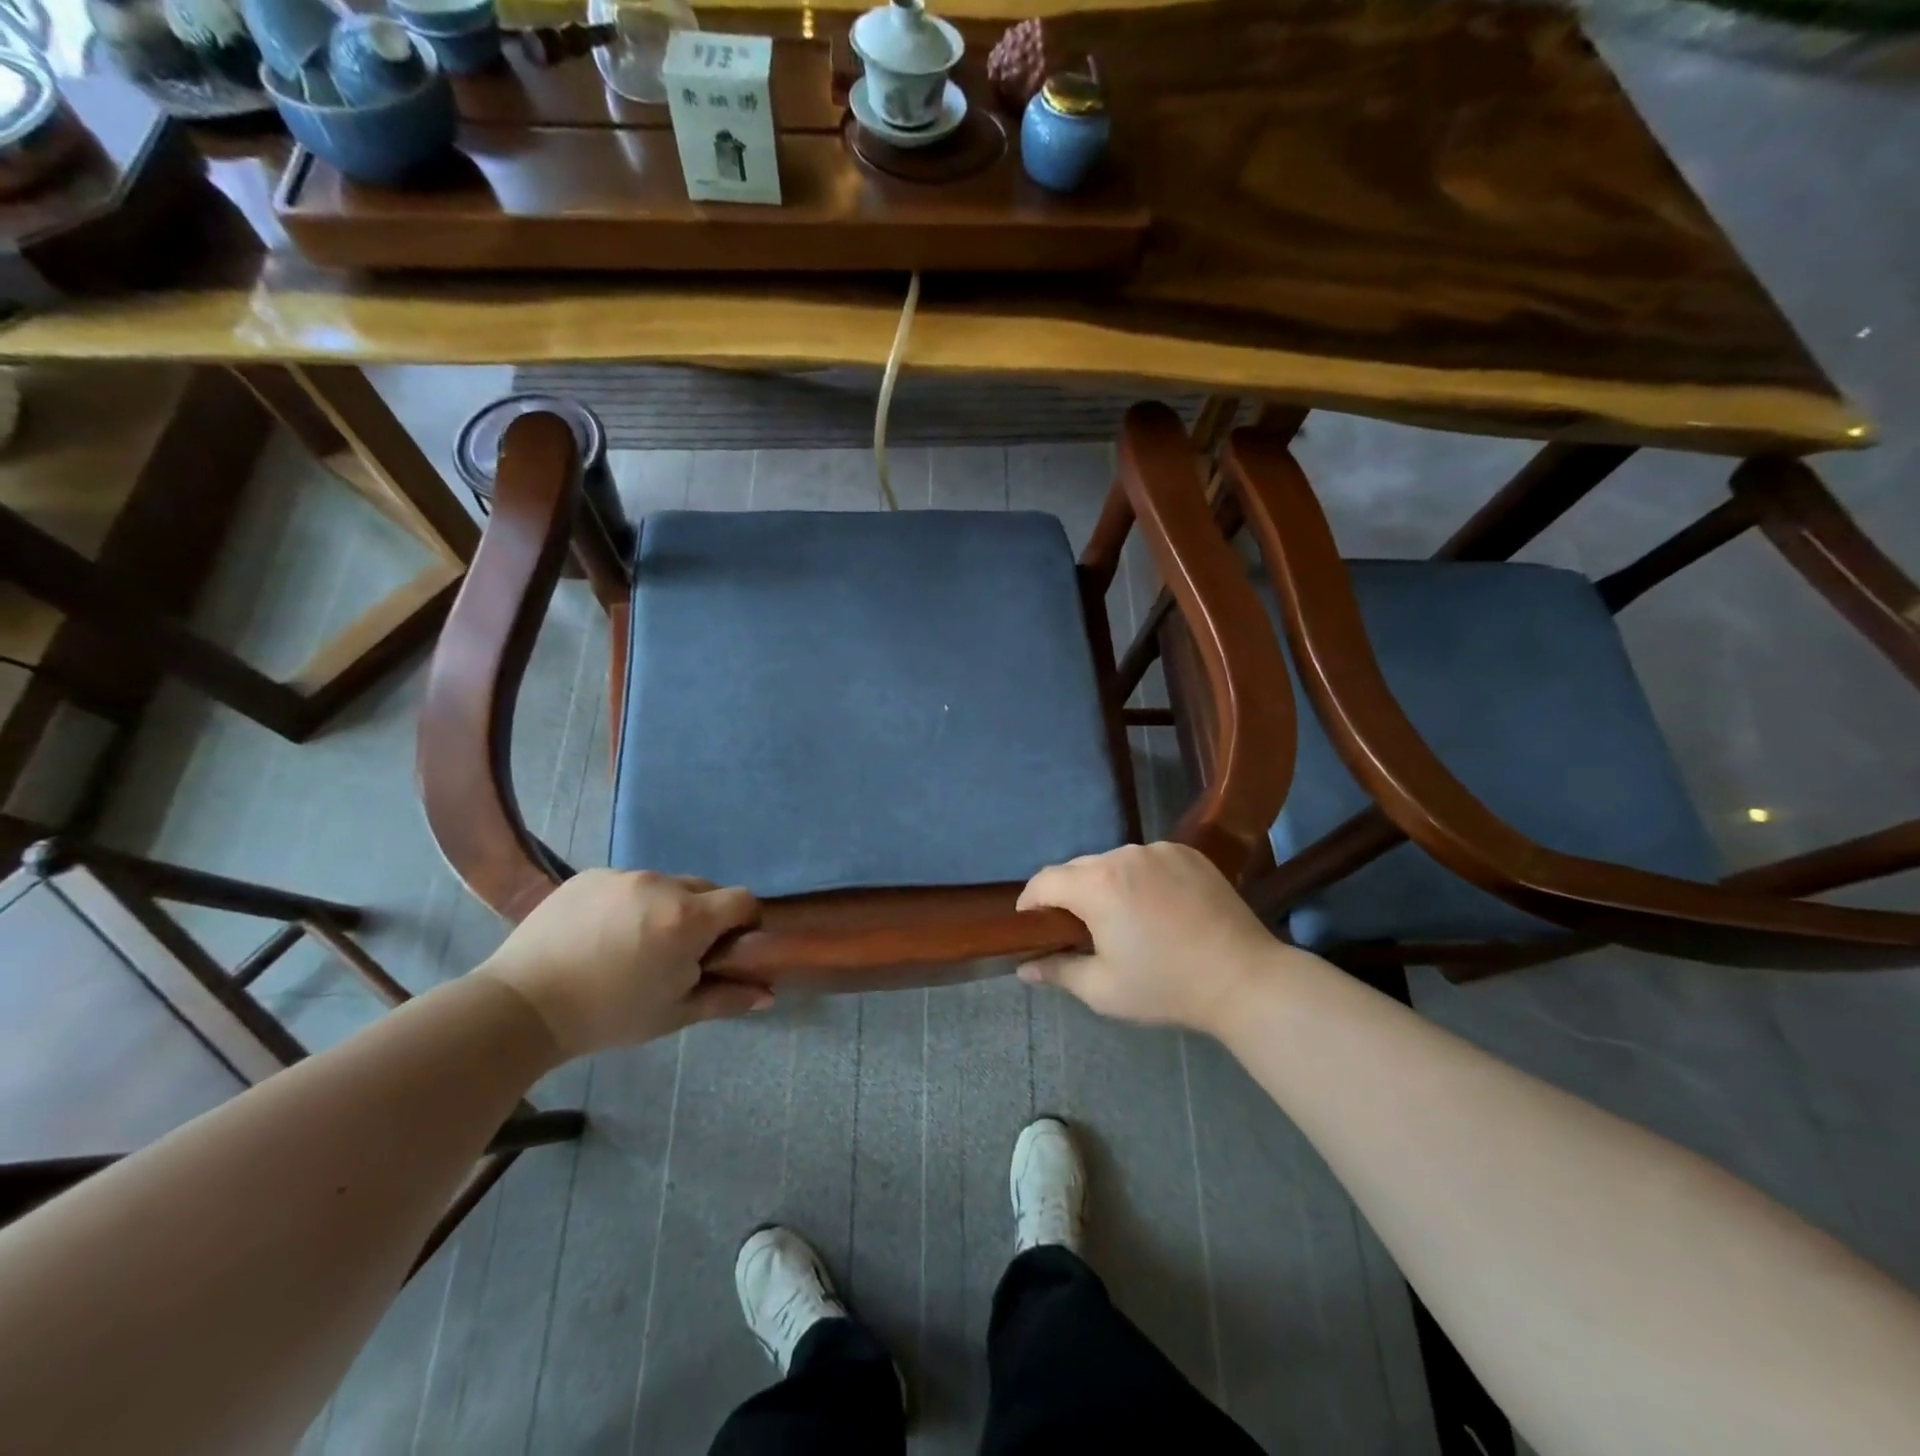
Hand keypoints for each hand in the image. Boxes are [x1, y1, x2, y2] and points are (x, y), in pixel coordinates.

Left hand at [477, 869, 767, 1059]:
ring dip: (665, 908)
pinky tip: (601, 934)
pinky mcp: (590, 875)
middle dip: (704, 916)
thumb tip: (769, 994)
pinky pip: (627, 883)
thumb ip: (727, 999)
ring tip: (633, 944)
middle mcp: (662, 884)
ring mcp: (623, 875)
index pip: (743, 899)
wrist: (522, 1006)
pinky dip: (628, 903)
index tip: (727, 948)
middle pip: (705, 889)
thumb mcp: (674, 1013)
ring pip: (665, 885)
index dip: (744, 922)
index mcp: (688, 918)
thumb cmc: (609, 1015)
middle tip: (678, 953)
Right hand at [1015, 843, 1284, 1033]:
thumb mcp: (1103, 990)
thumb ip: (1058, 971)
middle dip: (1068, 894)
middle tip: (1076, 929)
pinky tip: (1155, 906)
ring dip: (1106, 884)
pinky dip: (1139, 877)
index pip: (1045, 881)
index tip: (1030, 923)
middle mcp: (1124, 856)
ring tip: (1120, 917)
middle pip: (1078, 868)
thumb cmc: (1167, 987)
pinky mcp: (1188, 852)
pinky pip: (1147, 860)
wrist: (1245, 979)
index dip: (1030, 901)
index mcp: (1098, 885)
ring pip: (1113, 862)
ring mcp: (1159, 850)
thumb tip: (1023, 968)